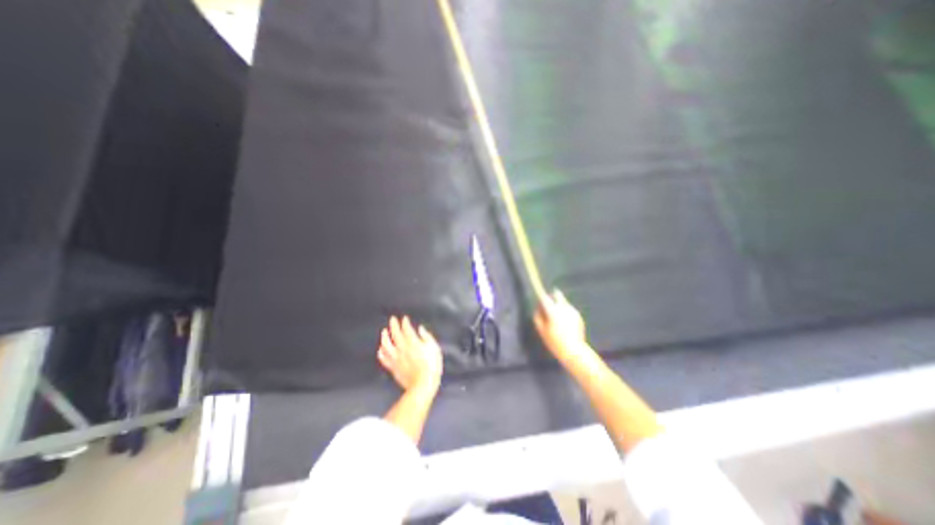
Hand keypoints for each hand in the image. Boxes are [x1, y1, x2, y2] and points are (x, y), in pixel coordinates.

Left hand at [378, 316, 443, 393]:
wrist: (423, 384)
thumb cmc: (432, 365)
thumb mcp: (434, 348)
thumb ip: (427, 336)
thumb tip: (420, 328)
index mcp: (413, 342)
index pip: (406, 329)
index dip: (405, 322)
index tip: (404, 318)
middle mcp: (402, 348)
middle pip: (395, 334)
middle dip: (393, 325)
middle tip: (392, 319)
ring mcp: (396, 358)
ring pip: (386, 345)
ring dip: (384, 337)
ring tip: (384, 332)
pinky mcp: (393, 367)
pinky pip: (384, 359)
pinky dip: (381, 353)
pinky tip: (380, 350)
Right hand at [533, 292, 580, 360]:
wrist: (574, 350)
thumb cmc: (554, 341)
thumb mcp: (541, 330)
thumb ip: (538, 317)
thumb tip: (538, 308)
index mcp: (553, 311)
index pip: (545, 298)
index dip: (541, 297)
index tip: (540, 298)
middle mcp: (563, 308)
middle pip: (557, 295)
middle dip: (553, 296)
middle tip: (550, 303)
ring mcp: (572, 311)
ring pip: (564, 302)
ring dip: (559, 305)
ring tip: (558, 318)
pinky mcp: (578, 315)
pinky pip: (569, 310)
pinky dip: (566, 312)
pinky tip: (565, 323)